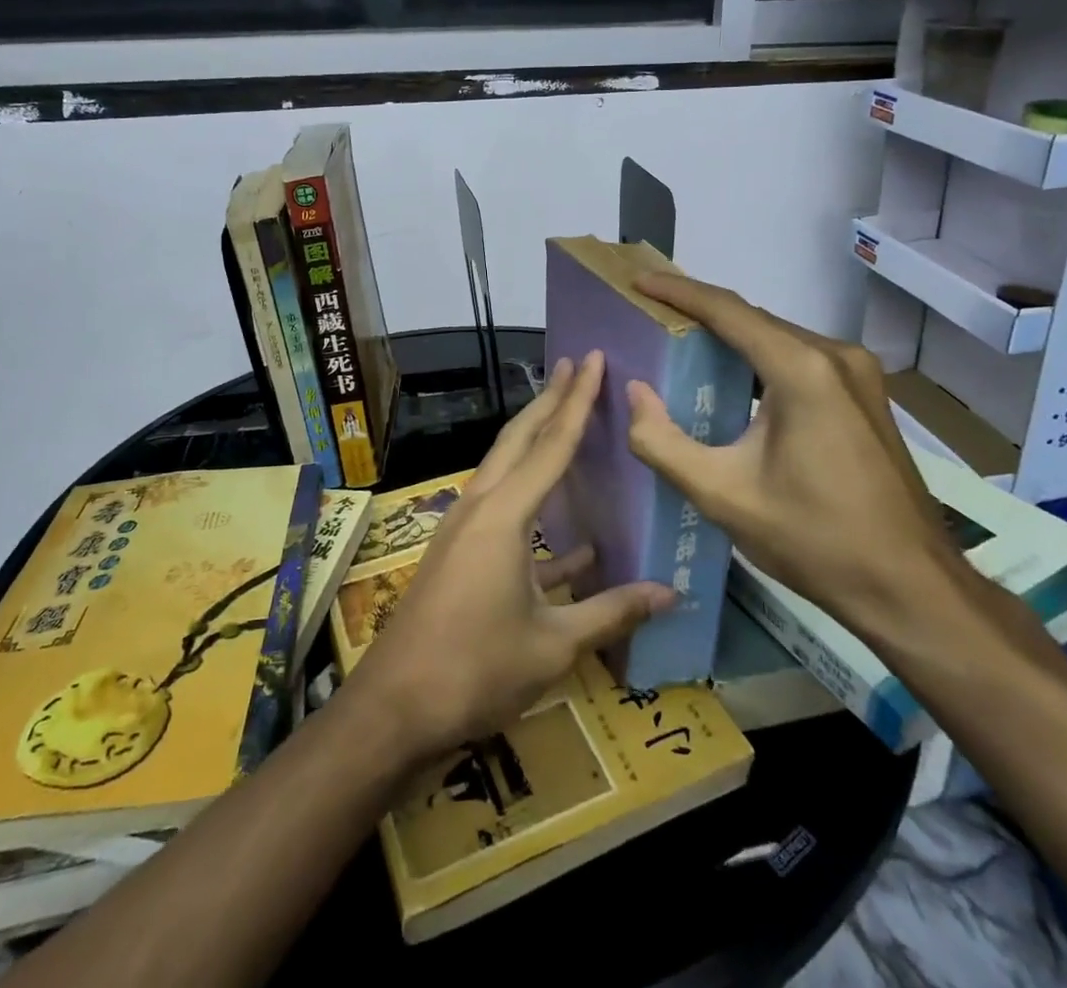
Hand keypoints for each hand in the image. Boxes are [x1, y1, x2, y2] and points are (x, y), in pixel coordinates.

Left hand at [346, 352, 676, 760]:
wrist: (395, 708)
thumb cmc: (476, 670)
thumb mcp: (553, 644)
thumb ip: (612, 612)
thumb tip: (671, 594)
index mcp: (505, 514)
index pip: (552, 443)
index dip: (578, 399)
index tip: (592, 358)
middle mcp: (481, 506)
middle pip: (520, 439)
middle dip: (550, 399)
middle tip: (576, 364)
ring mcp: (465, 528)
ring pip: (508, 468)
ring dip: (538, 441)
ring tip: (568, 418)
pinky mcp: (460, 553)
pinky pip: (504, 512)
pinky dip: (536, 510)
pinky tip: (576, 538)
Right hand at [623, 273, 960, 639]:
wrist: (911, 587)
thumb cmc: (814, 540)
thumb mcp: (722, 495)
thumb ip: (662, 442)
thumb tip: (635, 393)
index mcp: (803, 370)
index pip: (728, 311)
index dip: (678, 291)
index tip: (639, 280)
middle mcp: (836, 356)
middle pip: (755, 320)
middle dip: (701, 313)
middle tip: (651, 313)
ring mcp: (858, 373)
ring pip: (778, 338)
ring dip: (731, 337)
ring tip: (680, 341)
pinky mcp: (866, 394)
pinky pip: (800, 359)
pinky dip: (760, 359)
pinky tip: (732, 377)